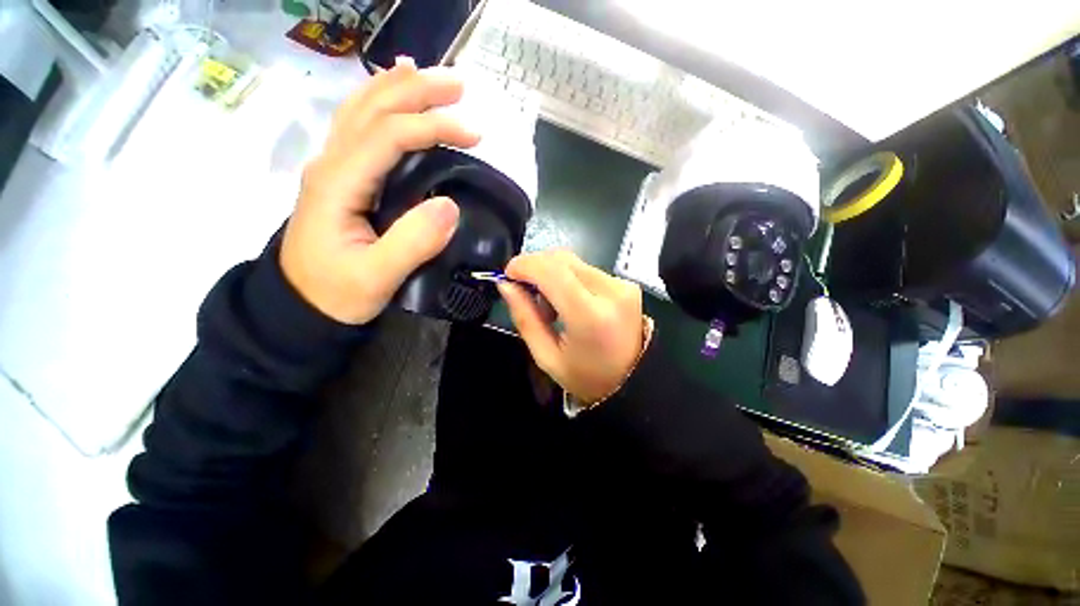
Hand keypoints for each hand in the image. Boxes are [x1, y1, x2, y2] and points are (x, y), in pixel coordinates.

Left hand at [281, 58, 480, 324]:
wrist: (300, 305)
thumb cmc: (336, 293)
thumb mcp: (376, 278)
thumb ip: (413, 243)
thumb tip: (450, 205)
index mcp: (338, 183)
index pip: (388, 135)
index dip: (433, 126)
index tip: (475, 134)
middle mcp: (331, 163)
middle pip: (372, 108)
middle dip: (418, 90)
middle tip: (460, 84)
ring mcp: (333, 167)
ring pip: (362, 110)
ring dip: (398, 87)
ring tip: (431, 76)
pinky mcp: (341, 178)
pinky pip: (360, 127)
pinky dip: (380, 103)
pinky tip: (394, 95)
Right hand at [499, 250, 645, 402]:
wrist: (636, 381)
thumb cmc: (588, 377)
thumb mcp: (547, 357)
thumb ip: (525, 318)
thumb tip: (506, 285)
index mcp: (589, 316)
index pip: (552, 271)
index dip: (524, 265)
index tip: (508, 275)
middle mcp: (610, 291)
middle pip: (562, 259)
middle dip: (535, 268)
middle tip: (526, 293)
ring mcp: (621, 285)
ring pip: (573, 261)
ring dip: (551, 274)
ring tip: (550, 306)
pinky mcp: (626, 283)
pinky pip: (586, 269)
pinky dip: (568, 279)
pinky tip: (568, 301)